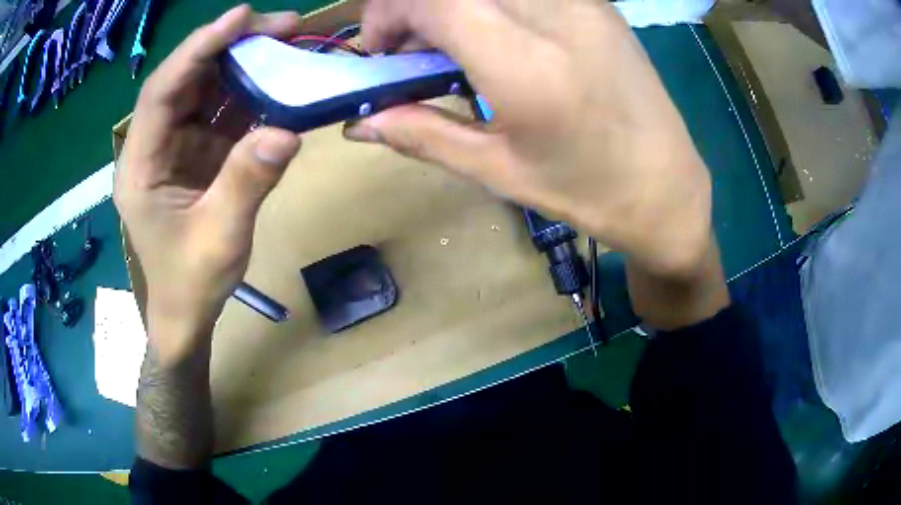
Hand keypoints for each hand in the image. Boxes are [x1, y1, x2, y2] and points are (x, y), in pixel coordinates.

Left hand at [114, 6, 302, 365]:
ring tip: (288, 44)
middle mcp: (153, 144)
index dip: (198, 48)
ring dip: (245, 62)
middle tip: (282, 26)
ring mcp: (175, 144)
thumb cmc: (191, 283)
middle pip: (186, 78)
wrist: (186, 310)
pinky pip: (222, 109)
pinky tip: (280, 81)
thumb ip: (247, 182)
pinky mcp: (196, 150)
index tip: (241, 17)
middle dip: (230, 45)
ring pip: (206, 87)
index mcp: (141, 165)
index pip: (162, 91)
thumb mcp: (220, 238)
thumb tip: (287, 131)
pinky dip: (251, 92)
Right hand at [348, 0, 713, 280]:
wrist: (668, 187)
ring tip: (449, 48)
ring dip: (449, 6)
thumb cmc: (588, 191)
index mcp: (526, 64)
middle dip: (411, 8)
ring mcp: (581, 2)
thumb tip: (360, 123)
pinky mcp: (597, 2)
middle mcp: (554, 15)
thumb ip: (422, 134)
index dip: (387, 13)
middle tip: (409, 52)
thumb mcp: (499, 171)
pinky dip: (487, 4)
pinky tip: (494, 37)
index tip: (380, 51)